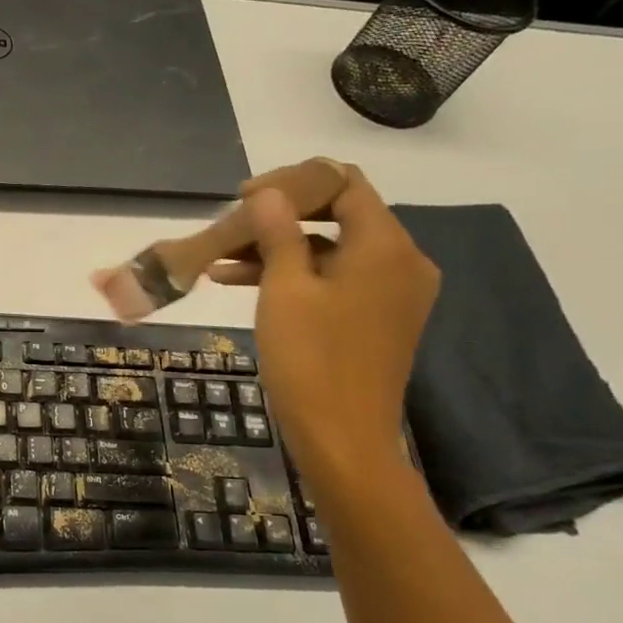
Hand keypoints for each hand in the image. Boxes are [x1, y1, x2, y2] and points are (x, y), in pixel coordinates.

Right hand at [211, 168, 436, 480]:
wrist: (343, 439)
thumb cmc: (311, 360)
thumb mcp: (285, 290)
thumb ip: (279, 233)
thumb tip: (269, 193)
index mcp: (384, 246)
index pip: (343, 184)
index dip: (292, 182)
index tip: (243, 198)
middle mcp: (401, 261)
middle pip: (338, 215)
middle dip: (280, 217)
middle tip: (229, 227)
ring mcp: (393, 292)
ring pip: (332, 249)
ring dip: (280, 248)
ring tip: (221, 258)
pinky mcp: (379, 318)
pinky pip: (337, 279)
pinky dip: (296, 275)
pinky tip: (243, 282)